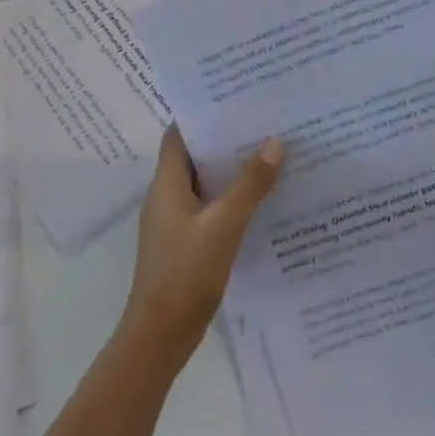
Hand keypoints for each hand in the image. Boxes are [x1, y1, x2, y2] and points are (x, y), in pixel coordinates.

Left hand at [118, 126, 283, 371]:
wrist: (160, 337)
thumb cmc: (185, 273)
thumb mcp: (224, 225)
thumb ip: (250, 185)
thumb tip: (274, 141)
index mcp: (167, 185)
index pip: (178, 135)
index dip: (202, 114)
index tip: (234, 98)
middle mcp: (167, 197)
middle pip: (194, 156)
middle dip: (225, 140)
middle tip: (263, 121)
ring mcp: (175, 223)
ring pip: (205, 184)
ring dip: (231, 170)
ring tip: (269, 152)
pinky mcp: (186, 244)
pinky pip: (210, 209)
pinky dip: (231, 199)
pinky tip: (261, 199)